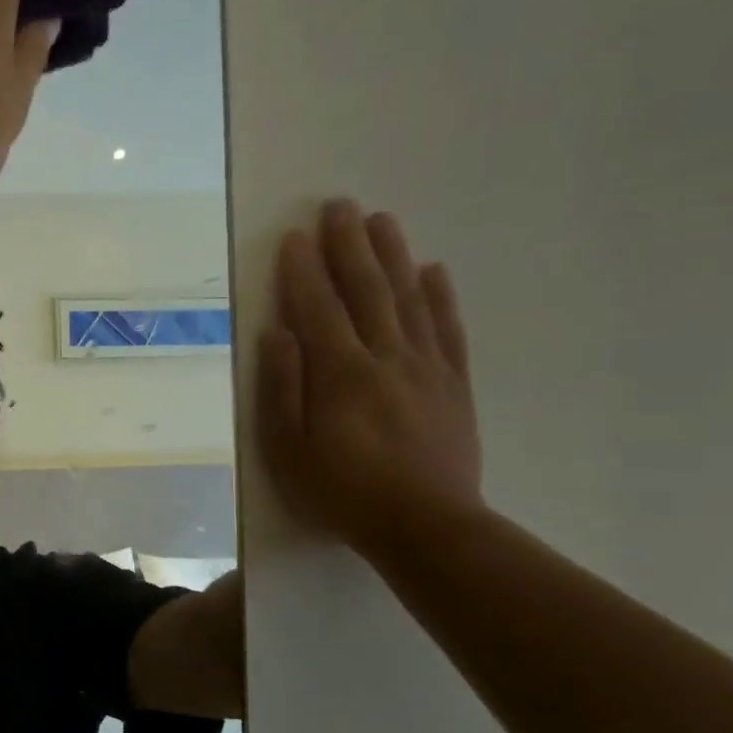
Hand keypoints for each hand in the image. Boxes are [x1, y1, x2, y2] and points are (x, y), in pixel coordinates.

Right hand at [258, 201, 483, 557]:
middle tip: (340, 206)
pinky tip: (433, 271)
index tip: (294, 235)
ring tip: (382, 220)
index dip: (303, 270)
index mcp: (341, 373)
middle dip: (349, 245)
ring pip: (409, 299)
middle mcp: (386, 358)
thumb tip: (278, 333)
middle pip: (367, 290)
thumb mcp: (288, 449)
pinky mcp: (454, 385)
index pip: (318, 308)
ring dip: (393, 256)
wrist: (427, 527)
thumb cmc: (341, 491)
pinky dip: (440, 297)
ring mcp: (426, 368)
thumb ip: (282, 388)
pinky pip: (447, 330)